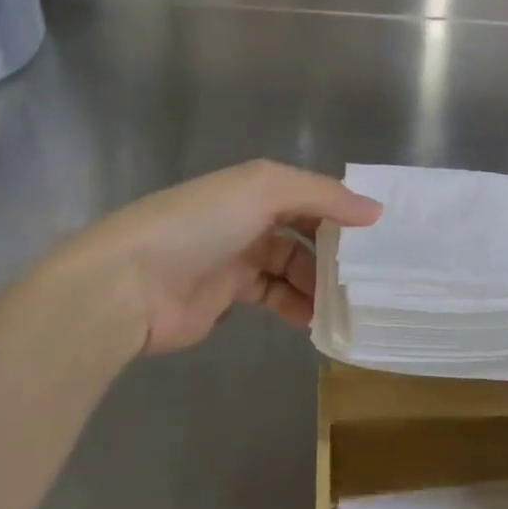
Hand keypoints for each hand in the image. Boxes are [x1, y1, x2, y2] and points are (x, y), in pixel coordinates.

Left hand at [61, 161, 380, 356]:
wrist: (129, 284)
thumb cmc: (200, 224)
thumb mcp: (264, 190)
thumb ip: (322, 196)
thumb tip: (375, 210)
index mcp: (254, 188)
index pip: (310, 195)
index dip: (341, 210)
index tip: (378, 234)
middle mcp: (247, 218)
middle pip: (303, 233)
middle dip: (334, 252)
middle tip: (368, 276)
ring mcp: (235, 259)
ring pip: (291, 268)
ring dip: (318, 283)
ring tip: (347, 303)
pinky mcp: (225, 298)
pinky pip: (273, 298)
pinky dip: (296, 307)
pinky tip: (316, 320)